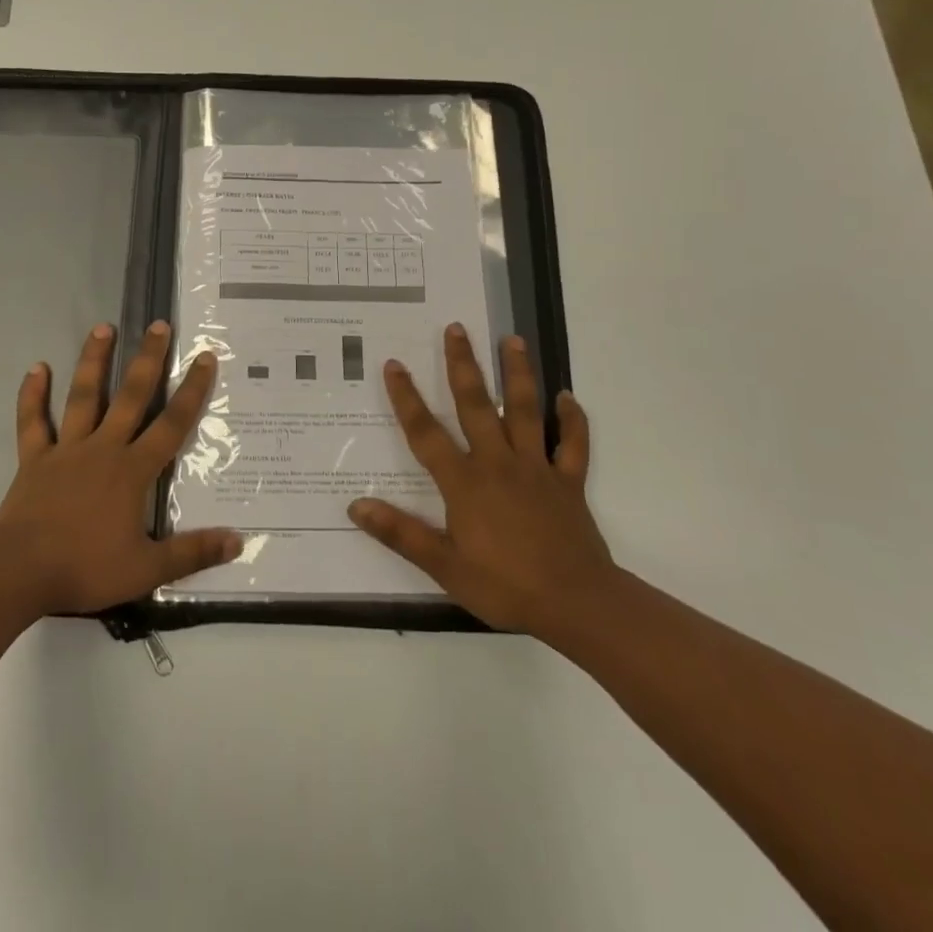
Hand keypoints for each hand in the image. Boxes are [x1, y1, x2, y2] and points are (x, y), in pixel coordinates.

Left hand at [0, 322, 241, 617]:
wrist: (20, 572)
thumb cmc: (86, 567)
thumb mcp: (147, 568)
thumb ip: (193, 552)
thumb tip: (239, 539)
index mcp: (133, 470)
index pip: (171, 424)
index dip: (191, 390)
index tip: (204, 357)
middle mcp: (103, 448)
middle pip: (131, 396)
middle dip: (147, 359)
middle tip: (158, 324)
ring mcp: (66, 449)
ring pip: (83, 396)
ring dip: (93, 361)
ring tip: (103, 327)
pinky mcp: (34, 459)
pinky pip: (33, 421)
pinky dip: (32, 395)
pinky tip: (36, 368)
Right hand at [347, 325, 618, 648]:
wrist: (576, 604)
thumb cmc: (505, 586)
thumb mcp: (444, 566)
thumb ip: (400, 533)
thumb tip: (355, 504)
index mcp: (465, 482)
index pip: (426, 433)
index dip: (407, 398)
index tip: (394, 365)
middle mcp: (498, 463)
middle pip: (477, 405)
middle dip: (464, 365)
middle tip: (457, 328)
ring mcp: (537, 468)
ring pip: (526, 411)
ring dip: (519, 374)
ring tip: (513, 339)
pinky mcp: (568, 482)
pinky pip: (572, 444)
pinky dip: (573, 420)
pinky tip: (568, 396)